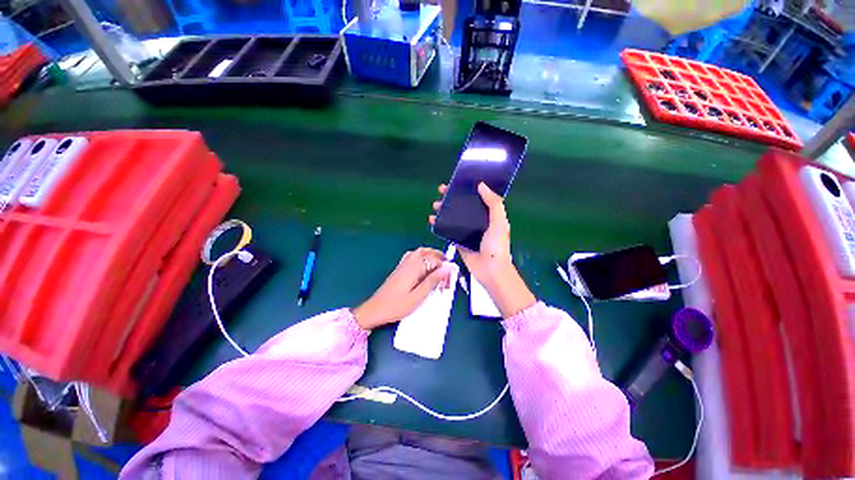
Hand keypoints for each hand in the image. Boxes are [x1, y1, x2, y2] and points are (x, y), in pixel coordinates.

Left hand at [352, 248, 453, 329]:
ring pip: (418, 253)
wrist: (375, 309)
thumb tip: (447, 268)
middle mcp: (408, 262)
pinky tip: (424, 267)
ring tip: (438, 265)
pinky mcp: (399, 269)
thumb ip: (433, 280)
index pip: (433, 259)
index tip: (449, 278)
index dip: (444, 266)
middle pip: (425, 251)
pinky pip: (412, 257)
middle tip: (447, 265)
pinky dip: (421, 258)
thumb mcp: (419, 296)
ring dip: (430, 255)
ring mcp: (402, 265)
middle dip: (438, 256)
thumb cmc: (397, 305)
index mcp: (414, 267)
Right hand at [430, 183, 535, 317]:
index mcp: (488, 215)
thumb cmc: (497, 246)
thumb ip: (493, 204)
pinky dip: (439, 225)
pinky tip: (432, 220)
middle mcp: (477, 222)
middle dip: (451, 199)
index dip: (466, 190)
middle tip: (441, 192)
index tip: (456, 183)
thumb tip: (481, 185)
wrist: (490, 270)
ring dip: (443, 210)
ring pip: (453, 217)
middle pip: (462, 206)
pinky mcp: (458, 241)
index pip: (476, 198)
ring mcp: (466, 232)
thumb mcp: (500, 222)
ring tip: (435, 206)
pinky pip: (447, 231)